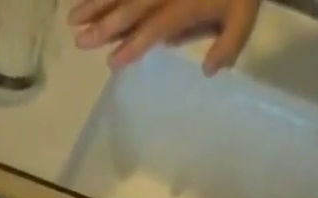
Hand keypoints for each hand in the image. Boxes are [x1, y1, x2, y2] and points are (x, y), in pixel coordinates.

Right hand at [69, 0, 256, 73]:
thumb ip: (228, 44)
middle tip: (78, 40)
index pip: (155, 25)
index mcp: (186, 4)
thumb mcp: (244, 16)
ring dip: (96, 1)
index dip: (134, 43)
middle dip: (104, 22)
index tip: (111, 61)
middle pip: (132, 4)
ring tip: (72, 17)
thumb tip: (208, 70)